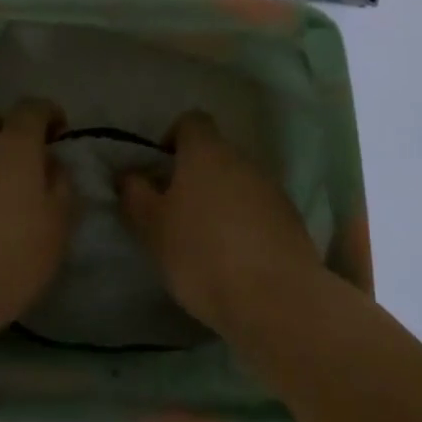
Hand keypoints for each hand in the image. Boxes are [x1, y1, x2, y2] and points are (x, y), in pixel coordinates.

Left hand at [0, 100, 76, 340]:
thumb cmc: (13, 255)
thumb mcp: (57, 224)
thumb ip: (61, 186)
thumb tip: (52, 164)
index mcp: (14, 144)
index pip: (31, 107)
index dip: (48, 113)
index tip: (60, 133)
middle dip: (6, 126)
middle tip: (25, 157)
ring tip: (5, 190)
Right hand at [118, 110, 323, 334]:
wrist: (277, 300)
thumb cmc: (203, 254)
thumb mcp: (152, 228)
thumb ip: (135, 194)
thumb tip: (129, 174)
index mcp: (207, 151)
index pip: (191, 121)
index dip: (173, 139)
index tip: (160, 172)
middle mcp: (242, 159)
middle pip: (215, 154)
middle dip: (195, 177)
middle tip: (176, 214)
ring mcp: (272, 189)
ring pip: (238, 183)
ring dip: (221, 202)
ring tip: (205, 243)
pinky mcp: (292, 221)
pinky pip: (259, 211)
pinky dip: (245, 226)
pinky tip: (235, 261)